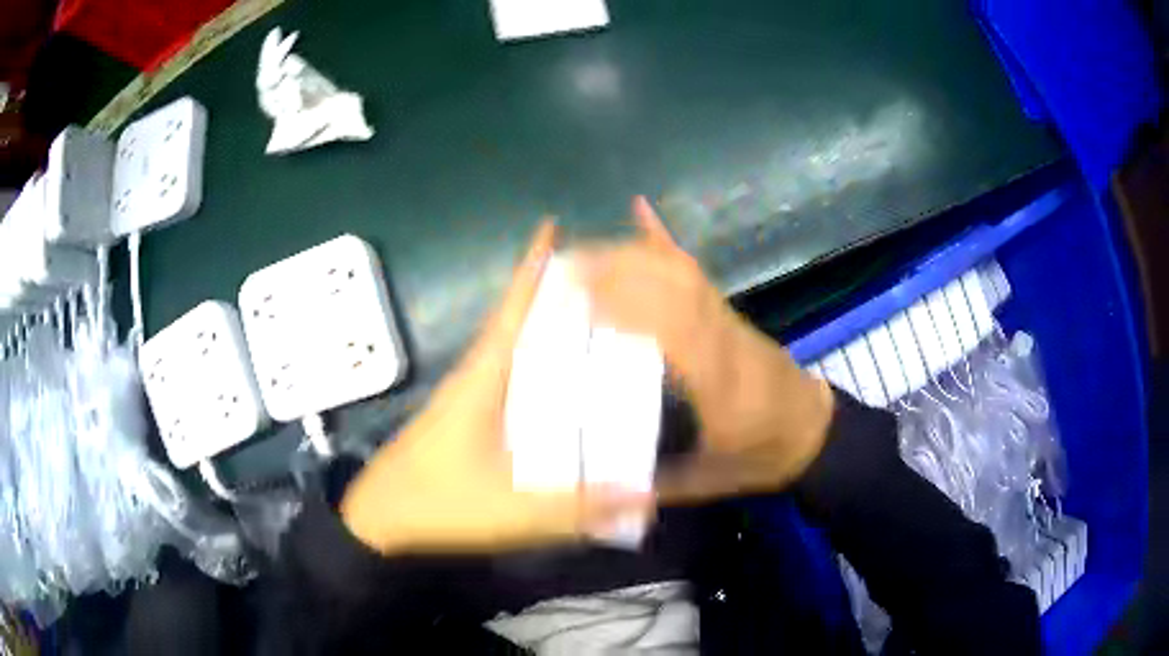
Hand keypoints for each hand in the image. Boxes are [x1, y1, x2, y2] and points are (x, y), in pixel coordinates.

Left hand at [341, 222, 650, 554]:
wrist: (382, 518)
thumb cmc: (441, 502)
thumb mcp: (516, 509)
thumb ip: (583, 505)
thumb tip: (650, 496)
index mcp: (486, 377)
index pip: (514, 308)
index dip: (532, 265)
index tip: (553, 223)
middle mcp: (478, 376)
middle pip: (518, 319)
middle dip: (553, 290)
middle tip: (606, 276)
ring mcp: (470, 397)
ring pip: (514, 347)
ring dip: (546, 326)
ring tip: (598, 316)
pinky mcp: (468, 418)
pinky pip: (511, 377)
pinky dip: (537, 364)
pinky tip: (565, 380)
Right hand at [575, 197, 835, 502]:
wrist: (813, 431)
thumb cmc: (761, 455)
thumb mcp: (710, 481)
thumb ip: (659, 484)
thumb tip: (600, 485)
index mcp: (719, 382)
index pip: (676, 331)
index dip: (632, 307)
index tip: (581, 296)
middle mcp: (721, 337)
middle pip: (673, 288)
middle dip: (618, 270)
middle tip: (562, 268)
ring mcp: (726, 317)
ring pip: (679, 271)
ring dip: (630, 253)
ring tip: (581, 251)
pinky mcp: (726, 310)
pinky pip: (693, 269)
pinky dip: (664, 237)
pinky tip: (640, 209)